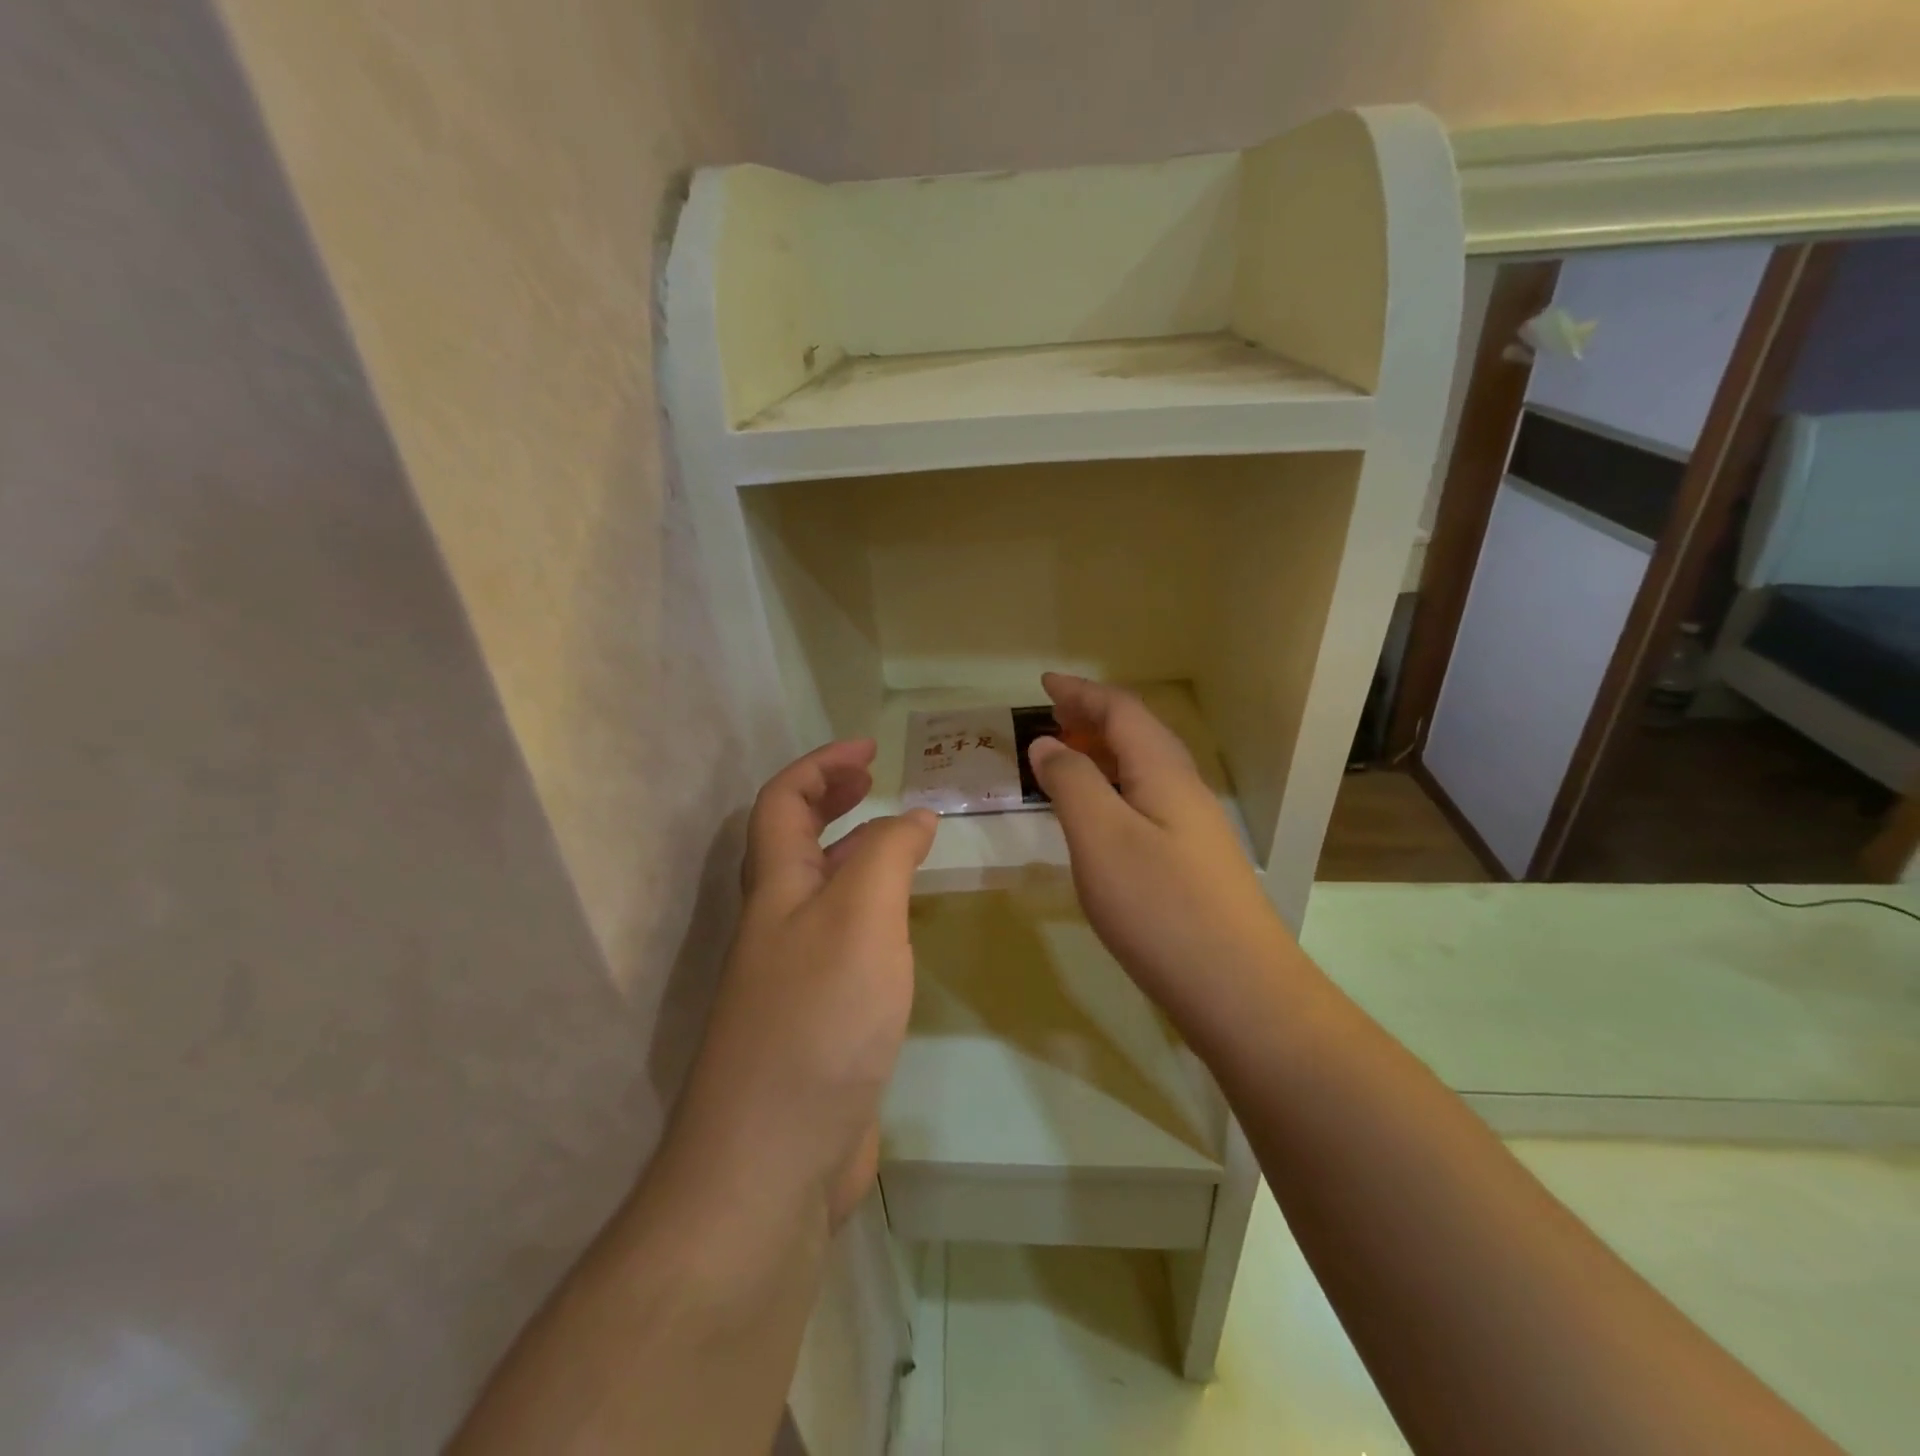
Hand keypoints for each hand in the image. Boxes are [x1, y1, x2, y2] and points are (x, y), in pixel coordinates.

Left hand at [673, 740, 935, 1229]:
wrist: (773, 1162)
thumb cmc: (817, 1021)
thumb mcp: (861, 919)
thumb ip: (888, 856)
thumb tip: (913, 816)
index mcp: (776, 889)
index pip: (783, 801)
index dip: (820, 764)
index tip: (871, 750)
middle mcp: (777, 924)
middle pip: (794, 840)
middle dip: (830, 798)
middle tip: (876, 780)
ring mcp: (793, 974)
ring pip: (821, 891)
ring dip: (854, 852)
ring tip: (903, 842)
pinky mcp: (817, 1019)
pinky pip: (842, 940)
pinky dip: (870, 912)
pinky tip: (901, 928)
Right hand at [1026, 674, 1293, 1041]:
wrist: (1239, 990)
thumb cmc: (1161, 907)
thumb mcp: (1101, 838)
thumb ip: (1071, 783)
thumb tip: (1047, 743)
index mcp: (1163, 772)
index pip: (1121, 711)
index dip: (1081, 692)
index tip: (1044, 683)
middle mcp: (1184, 789)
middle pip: (1138, 734)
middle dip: (1093, 717)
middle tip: (1051, 716)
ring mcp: (1194, 828)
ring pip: (1144, 769)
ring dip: (1103, 753)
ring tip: (1066, 758)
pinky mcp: (1192, 862)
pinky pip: (1146, 802)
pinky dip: (1114, 790)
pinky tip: (1099, 817)